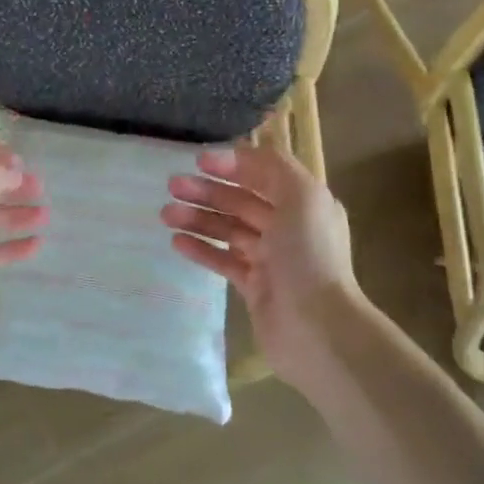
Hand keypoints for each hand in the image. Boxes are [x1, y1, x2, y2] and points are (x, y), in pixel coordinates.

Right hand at [162, 144, 362, 385]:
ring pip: (228, 230)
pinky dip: (201, 249)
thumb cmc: (309, 256)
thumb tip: (239, 154)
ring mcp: (271, 259)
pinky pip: (223, 260)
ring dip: (198, 218)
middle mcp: (289, 227)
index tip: (198, 160)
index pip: (264, 174)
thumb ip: (272, 167)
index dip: (233, 164)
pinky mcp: (254, 286)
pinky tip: (177, 242)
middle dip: (208, 191)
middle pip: (242, 201)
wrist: (317, 328)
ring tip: (166, 214)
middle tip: (172, 185)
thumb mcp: (301, 197)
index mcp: (305, 203)